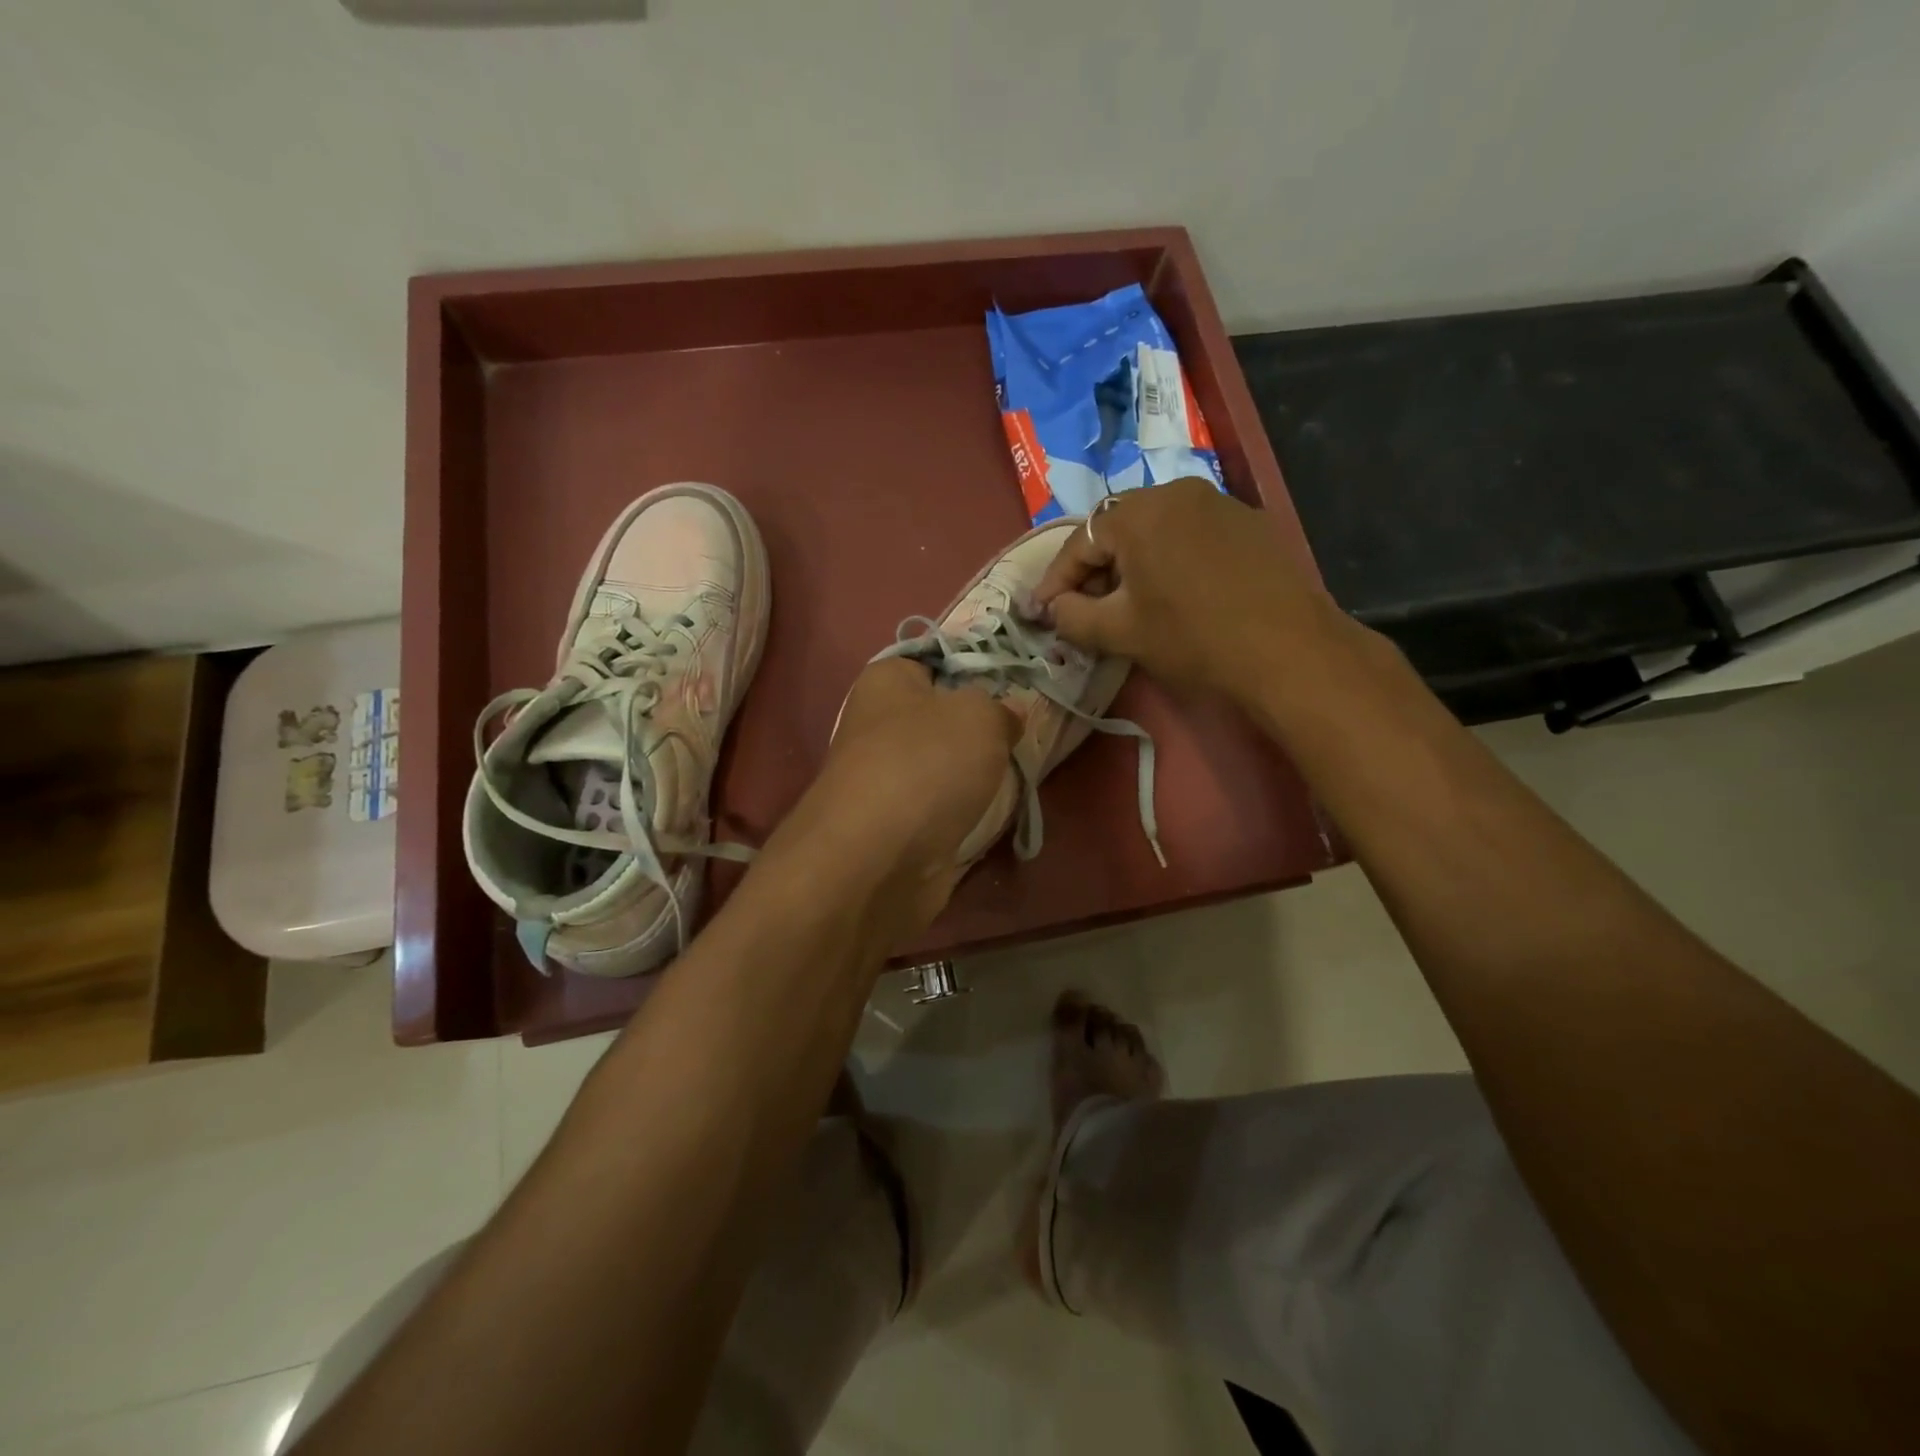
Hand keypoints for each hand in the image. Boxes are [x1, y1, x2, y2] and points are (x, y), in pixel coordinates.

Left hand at [764, 659, 1014, 943]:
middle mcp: (879, 726)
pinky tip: (993, 814)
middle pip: (942, 718)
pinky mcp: (897, 826)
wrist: (878, 861)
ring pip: (945, 766)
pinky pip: (942, 808)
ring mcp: (886, 780)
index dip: (975, 669)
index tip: (1015, 684)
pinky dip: (965, 813)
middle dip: (981, 728)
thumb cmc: (927, 764)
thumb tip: (1007, 715)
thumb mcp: (981, 716)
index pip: (934, 661)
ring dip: (975, 774)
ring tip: (1016, 774)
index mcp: (887, 681)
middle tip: (1022, 733)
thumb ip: (1001, 708)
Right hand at [1032, 477, 1352, 702]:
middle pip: (1116, 529)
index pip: (1079, 543)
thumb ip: (1072, 616)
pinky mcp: (1248, 522)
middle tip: (1082, 608)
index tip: (1040, 612)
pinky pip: (1189, 535)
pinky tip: (1174, 593)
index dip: (1055, 581)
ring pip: (1155, 530)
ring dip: (1131, 564)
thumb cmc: (1192, 638)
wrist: (1289, 649)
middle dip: (1094, 570)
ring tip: (1126, 603)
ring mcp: (1218, 502)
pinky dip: (1169, 560)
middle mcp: (1176, 492)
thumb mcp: (1120, 632)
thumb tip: (1053, 608)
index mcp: (1138, 512)